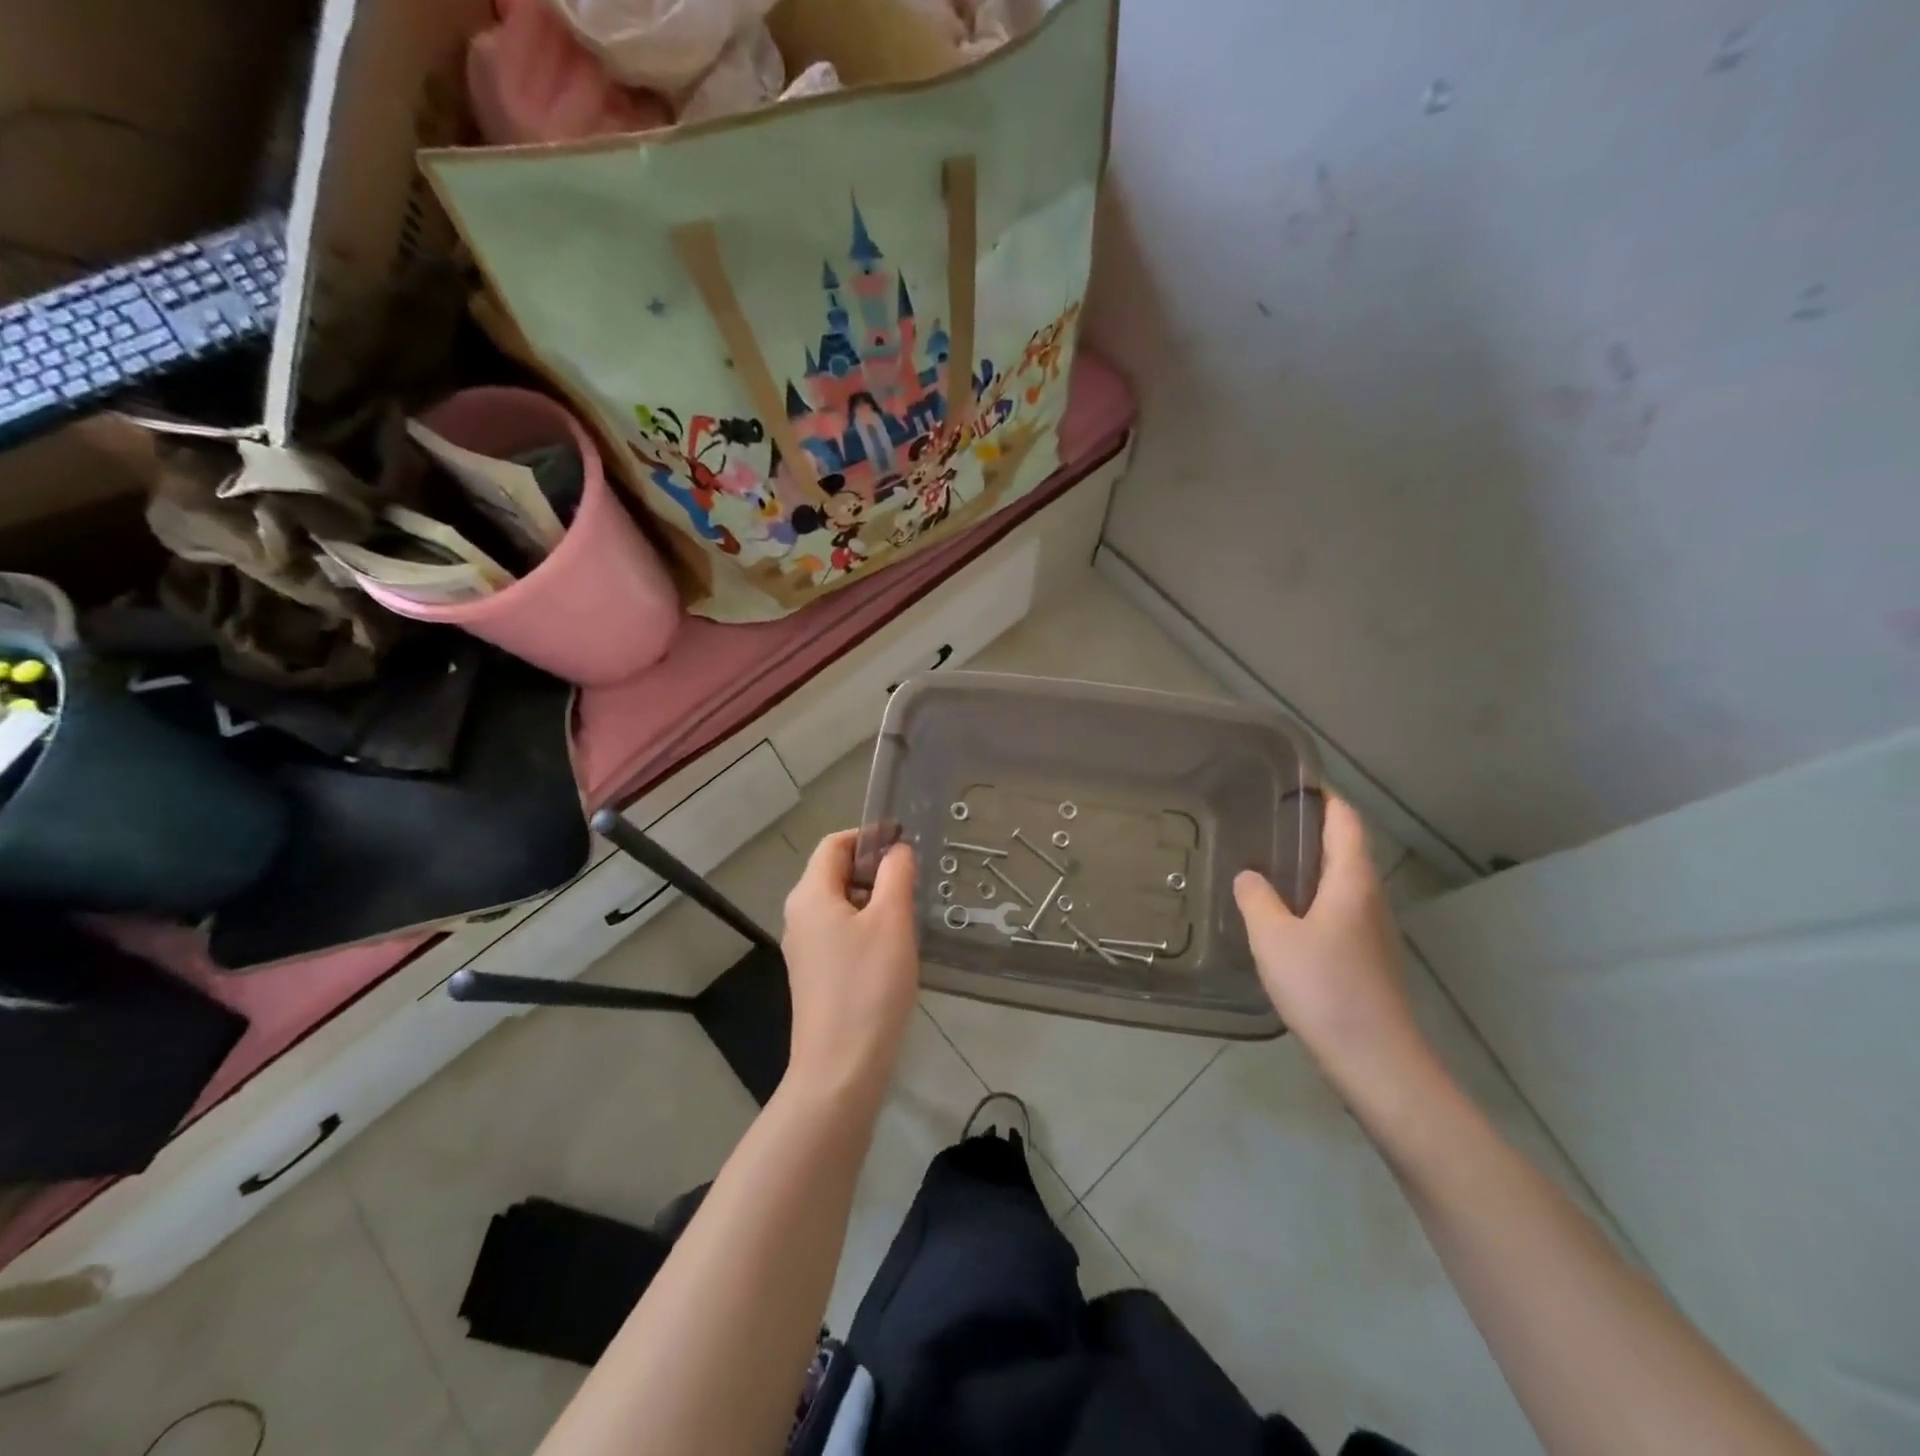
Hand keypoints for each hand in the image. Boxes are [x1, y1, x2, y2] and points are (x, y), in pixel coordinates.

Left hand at [781, 830, 920, 1105]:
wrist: (841, 1069)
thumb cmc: (868, 986)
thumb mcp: (891, 921)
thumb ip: (896, 875)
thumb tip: (897, 850)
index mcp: (809, 895)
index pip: (834, 844)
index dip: (869, 835)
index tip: (905, 840)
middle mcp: (799, 916)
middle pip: (836, 873)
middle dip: (875, 868)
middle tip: (914, 879)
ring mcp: (805, 948)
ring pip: (841, 904)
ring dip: (874, 899)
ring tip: (909, 911)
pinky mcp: (815, 974)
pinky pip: (841, 932)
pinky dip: (867, 926)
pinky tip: (894, 947)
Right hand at [1233, 796, 1432, 1098]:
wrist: (1376, 1061)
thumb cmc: (1324, 988)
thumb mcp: (1273, 937)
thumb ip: (1256, 897)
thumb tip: (1249, 876)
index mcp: (1352, 880)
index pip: (1345, 820)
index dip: (1324, 797)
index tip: (1291, 783)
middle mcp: (1370, 896)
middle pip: (1346, 847)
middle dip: (1311, 829)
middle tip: (1264, 820)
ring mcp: (1373, 928)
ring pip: (1342, 881)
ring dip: (1310, 865)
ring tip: (1266, 861)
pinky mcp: (1367, 956)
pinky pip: (1339, 908)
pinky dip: (1312, 896)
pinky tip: (1282, 914)